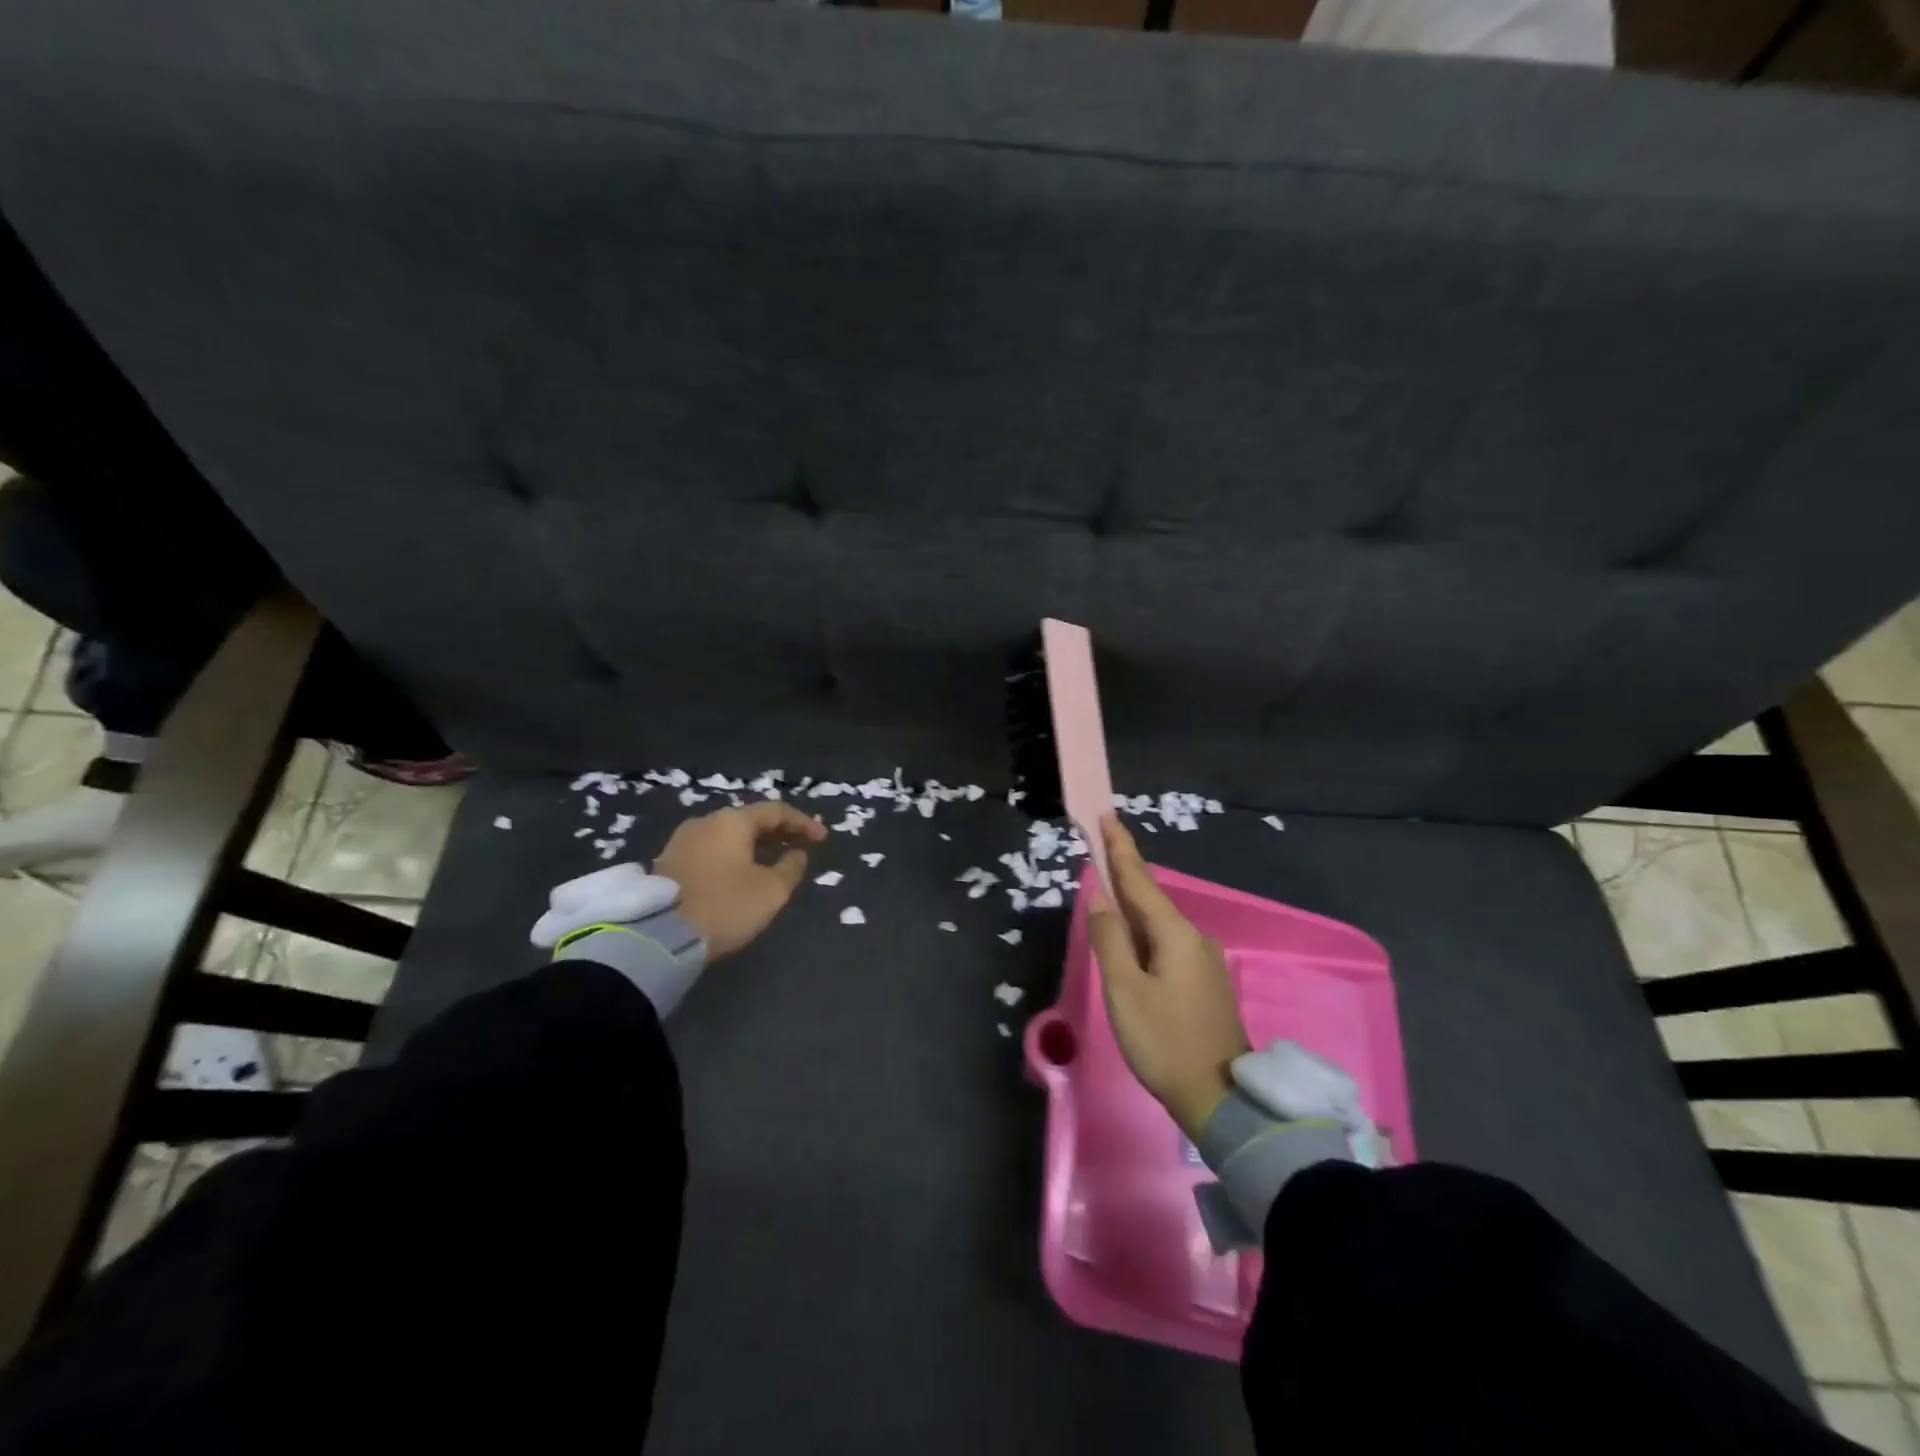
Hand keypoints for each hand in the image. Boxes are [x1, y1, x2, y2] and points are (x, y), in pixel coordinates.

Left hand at [654, 801, 826, 961]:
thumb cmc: (725, 906)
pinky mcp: (668, 862)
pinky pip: (711, 849)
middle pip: (749, 819)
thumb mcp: (771, 891)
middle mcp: (705, 822)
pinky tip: (741, 872)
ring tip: (772, 860)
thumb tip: (796, 854)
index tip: (822, 839)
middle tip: (799, 846)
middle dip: (777, 832)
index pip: (776, 811)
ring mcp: (682, 841)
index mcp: (732, 821)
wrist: (659, 937)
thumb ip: (790, 868)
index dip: (803, 823)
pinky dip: (733, 855)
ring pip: (728, 835)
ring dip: (754, 844)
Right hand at [1087, 814, 1250, 1140]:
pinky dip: (1143, 933)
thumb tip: (1100, 896)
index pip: (1140, 879)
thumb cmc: (1164, 1041)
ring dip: (1131, 907)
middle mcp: (1193, 937)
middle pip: (1150, 898)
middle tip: (1098, 850)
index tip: (1107, 816)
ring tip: (1106, 895)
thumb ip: (1110, 938)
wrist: (1220, 1099)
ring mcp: (1203, 960)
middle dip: (1123, 874)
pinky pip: (1166, 944)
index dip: (1121, 848)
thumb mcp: (1125, 990)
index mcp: (1174, 934)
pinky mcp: (1203, 982)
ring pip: (1158, 924)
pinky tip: (1130, 941)